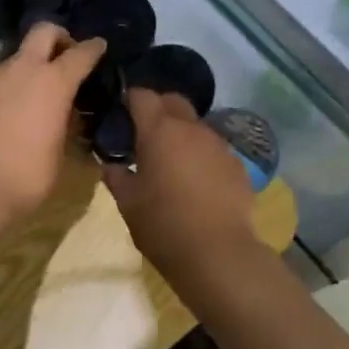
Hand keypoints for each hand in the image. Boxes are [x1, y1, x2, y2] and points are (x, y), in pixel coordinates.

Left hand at [0, 24, 106, 219]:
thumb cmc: (28, 174)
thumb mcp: (60, 149)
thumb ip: (64, 121)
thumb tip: (64, 112)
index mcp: (54, 82)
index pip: (81, 52)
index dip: (93, 48)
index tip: (99, 46)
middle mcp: (23, 69)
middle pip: (44, 31)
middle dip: (58, 37)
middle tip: (64, 56)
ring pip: (16, 59)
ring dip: (28, 69)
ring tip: (31, 97)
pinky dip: (6, 88)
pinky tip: (6, 113)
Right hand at [102, 89, 258, 276]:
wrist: (218, 253)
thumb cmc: (163, 224)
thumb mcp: (128, 203)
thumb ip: (117, 178)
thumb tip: (111, 165)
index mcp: (159, 131)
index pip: (142, 96)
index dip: (131, 99)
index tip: (122, 112)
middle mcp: (192, 129)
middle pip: (174, 101)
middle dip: (159, 108)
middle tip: (145, 133)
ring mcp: (219, 145)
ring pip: (196, 126)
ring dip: (182, 134)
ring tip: (172, 161)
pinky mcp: (238, 165)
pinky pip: (214, 150)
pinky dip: (202, 156)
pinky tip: (197, 182)